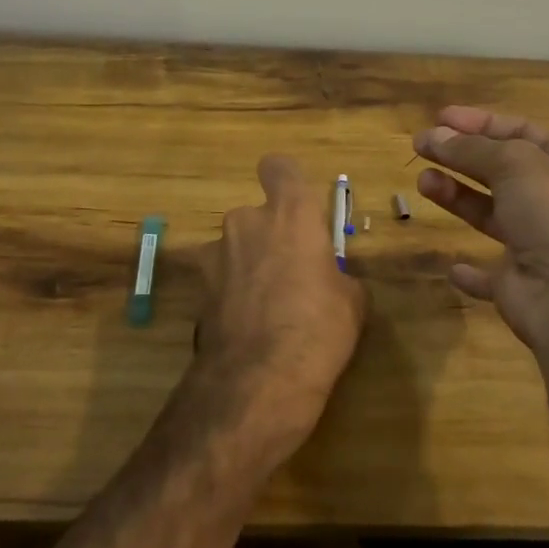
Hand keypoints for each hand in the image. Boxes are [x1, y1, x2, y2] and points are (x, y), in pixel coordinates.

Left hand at [184, 155, 366, 466]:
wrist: (259, 379)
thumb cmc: (319, 328)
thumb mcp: (351, 301)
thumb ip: (336, 274)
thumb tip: (329, 280)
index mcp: (289, 214)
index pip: (278, 167)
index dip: (285, 181)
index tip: (295, 205)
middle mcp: (246, 221)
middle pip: (256, 215)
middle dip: (269, 238)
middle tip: (290, 275)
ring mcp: (215, 254)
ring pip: (235, 248)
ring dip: (247, 266)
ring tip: (267, 309)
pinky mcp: (197, 289)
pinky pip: (221, 281)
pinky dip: (231, 295)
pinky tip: (248, 329)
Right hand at [413, 106, 548, 362]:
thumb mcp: (515, 164)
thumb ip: (471, 148)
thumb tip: (434, 135)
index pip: (522, 131)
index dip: (481, 123)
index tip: (440, 118)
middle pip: (502, 170)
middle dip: (461, 156)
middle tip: (421, 145)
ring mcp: (540, 244)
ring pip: (491, 213)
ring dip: (456, 196)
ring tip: (423, 182)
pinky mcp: (520, 283)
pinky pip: (490, 274)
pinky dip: (472, 271)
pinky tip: (454, 266)